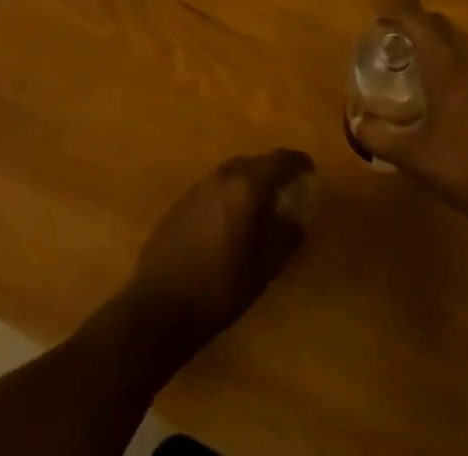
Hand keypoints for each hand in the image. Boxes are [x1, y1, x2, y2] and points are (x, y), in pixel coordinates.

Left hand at [122, 149, 315, 359]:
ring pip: (234, 173)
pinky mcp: (181, 203)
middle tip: (287, 193)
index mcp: (247, 185)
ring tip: (261, 207)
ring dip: (250, 183)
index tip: (310, 173)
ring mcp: (198, 188)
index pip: (281, 160)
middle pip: (256, 162)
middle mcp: (223, 176)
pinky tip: (229, 222)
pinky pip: (215, 189)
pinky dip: (229, 195)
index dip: (299, 164)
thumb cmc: (219, 289)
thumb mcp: (264, 268)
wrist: (157, 308)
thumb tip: (300, 217)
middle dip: (274, 173)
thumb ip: (287, 236)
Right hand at [350, 0, 467, 248]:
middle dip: (415, 23)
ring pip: (462, 40)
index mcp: (446, 62)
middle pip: (440, 23)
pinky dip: (459, 62)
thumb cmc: (466, 169)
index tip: (378, 14)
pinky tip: (455, 94)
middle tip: (394, 40)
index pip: (416, 16)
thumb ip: (379, 137)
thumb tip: (356, 123)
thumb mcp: (414, 158)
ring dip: (439, 42)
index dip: (395, 8)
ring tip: (421, 66)